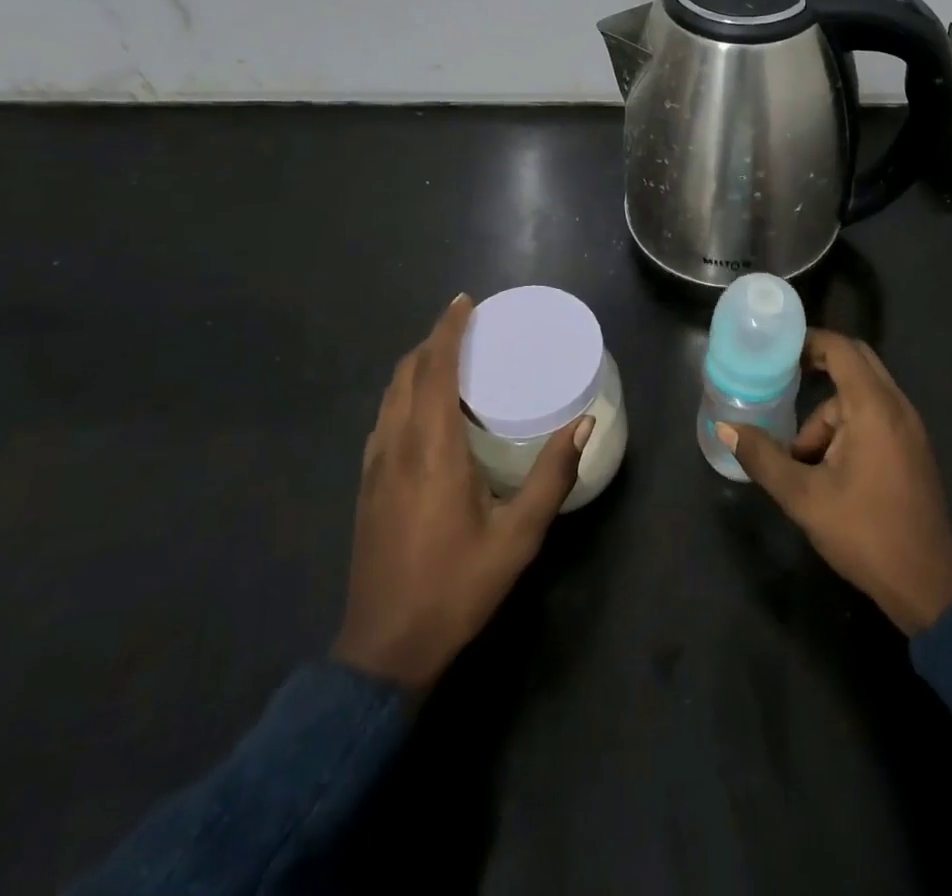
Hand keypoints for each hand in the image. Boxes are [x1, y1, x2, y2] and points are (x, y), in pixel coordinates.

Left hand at [333, 294, 593, 690]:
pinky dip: (405, 392)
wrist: (384, 651)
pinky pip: (385, 417)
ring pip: (390, 394)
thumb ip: (552, 476)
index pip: (434, 369)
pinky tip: (427, 408)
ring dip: (417, 364)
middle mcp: (396, 445)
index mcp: (431, 449)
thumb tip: (583, 424)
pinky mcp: (368, 485)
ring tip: (450, 356)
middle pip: (407, 372)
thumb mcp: (518, 536)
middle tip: (467, 325)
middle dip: (433, 340)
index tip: (466, 301)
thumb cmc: (457, 587)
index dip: (448, 329)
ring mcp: (375, 465)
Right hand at [717, 330, 951, 635]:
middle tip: (781, 383)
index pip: (842, 349)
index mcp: (873, 408)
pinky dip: (847, 429)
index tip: (777, 348)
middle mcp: (897, 407)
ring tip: (802, 462)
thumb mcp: (803, 496)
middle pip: (855, 365)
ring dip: (828, 417)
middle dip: (817, 372)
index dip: (809, 341)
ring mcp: (909, 428)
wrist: (927, 585)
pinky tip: (828, 470)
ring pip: (860, 398)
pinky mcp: (912, 449)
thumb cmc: (864, 532)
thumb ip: (763, 457)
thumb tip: (725, 427)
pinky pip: (874, 417)